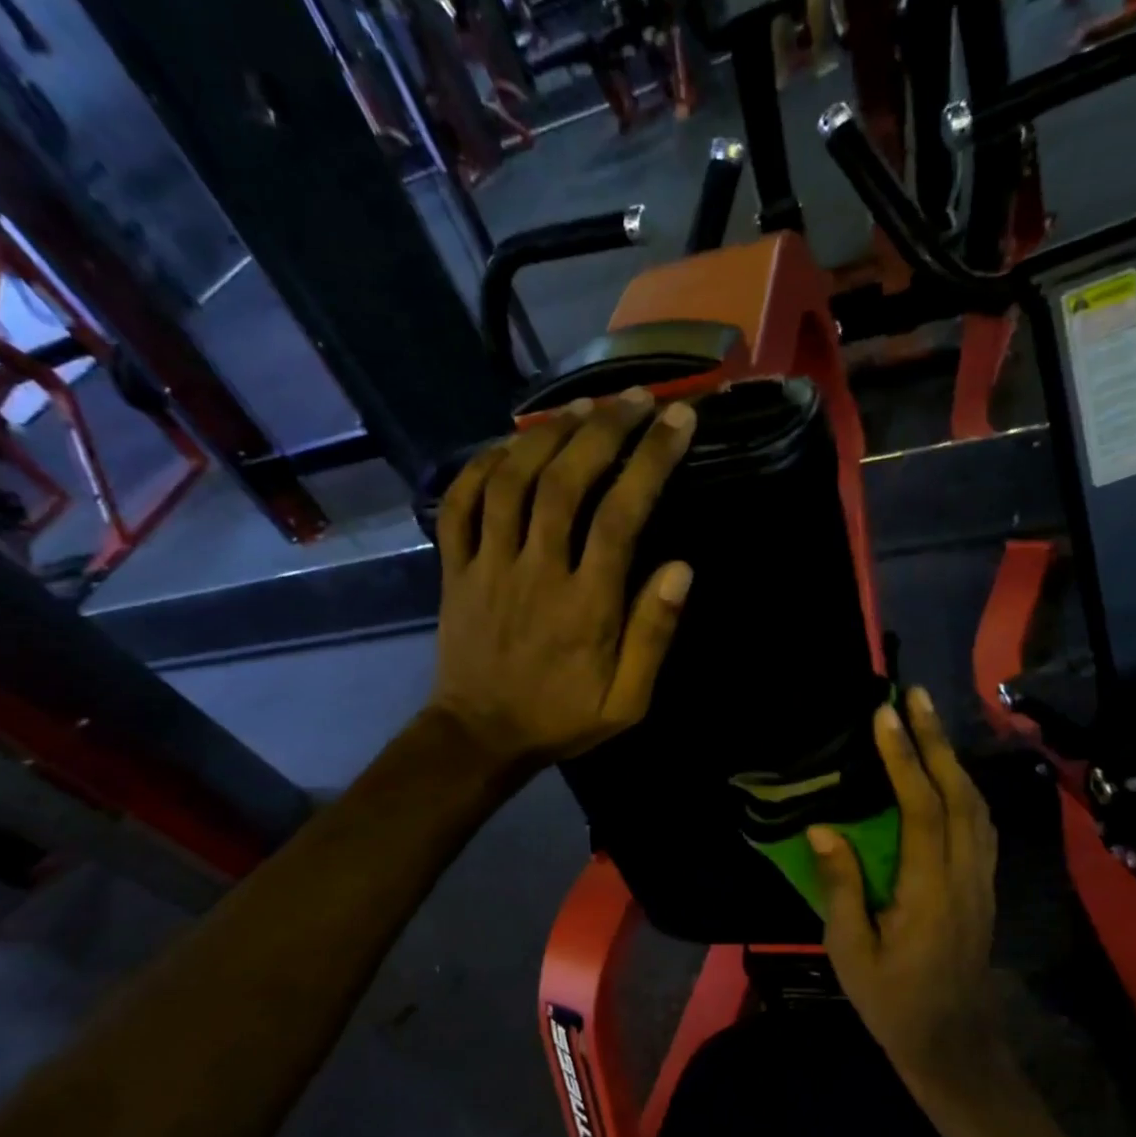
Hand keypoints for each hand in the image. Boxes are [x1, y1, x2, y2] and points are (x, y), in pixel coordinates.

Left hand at [426, 390, 697, 769]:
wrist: (480, 737)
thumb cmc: (562, 719)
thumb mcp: (626, 702)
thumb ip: (653, 636)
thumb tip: (682, 568)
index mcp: (586, 605)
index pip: (622, 515)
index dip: (652, 461)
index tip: (678, 421)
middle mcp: (536, 572)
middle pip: (565, 482)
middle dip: (603, 430)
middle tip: (633, 399)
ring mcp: (487, 566)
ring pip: (510, 482)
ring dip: (546, 436)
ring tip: (581, 408)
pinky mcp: (454, 570)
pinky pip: (459, 505)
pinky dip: (481, 466)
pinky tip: (508, 446)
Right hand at [809, 689, 1005, 1090]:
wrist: (954, 1044)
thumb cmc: (894, 1002)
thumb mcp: (852, 952)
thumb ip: (841, 887)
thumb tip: (822, 829)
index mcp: (930, 889)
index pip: (920, 807)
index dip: (903, 758)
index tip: (885, 715)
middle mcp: (964, 873)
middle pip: (958, 793)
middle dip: (936, 740)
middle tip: (915, 696)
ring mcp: (980, 879)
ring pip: (975, 804)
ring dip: (952, 758)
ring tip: (928, 724)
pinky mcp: (983, 886)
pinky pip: (979, 823)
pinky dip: (963, 787)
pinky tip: (947, 776)